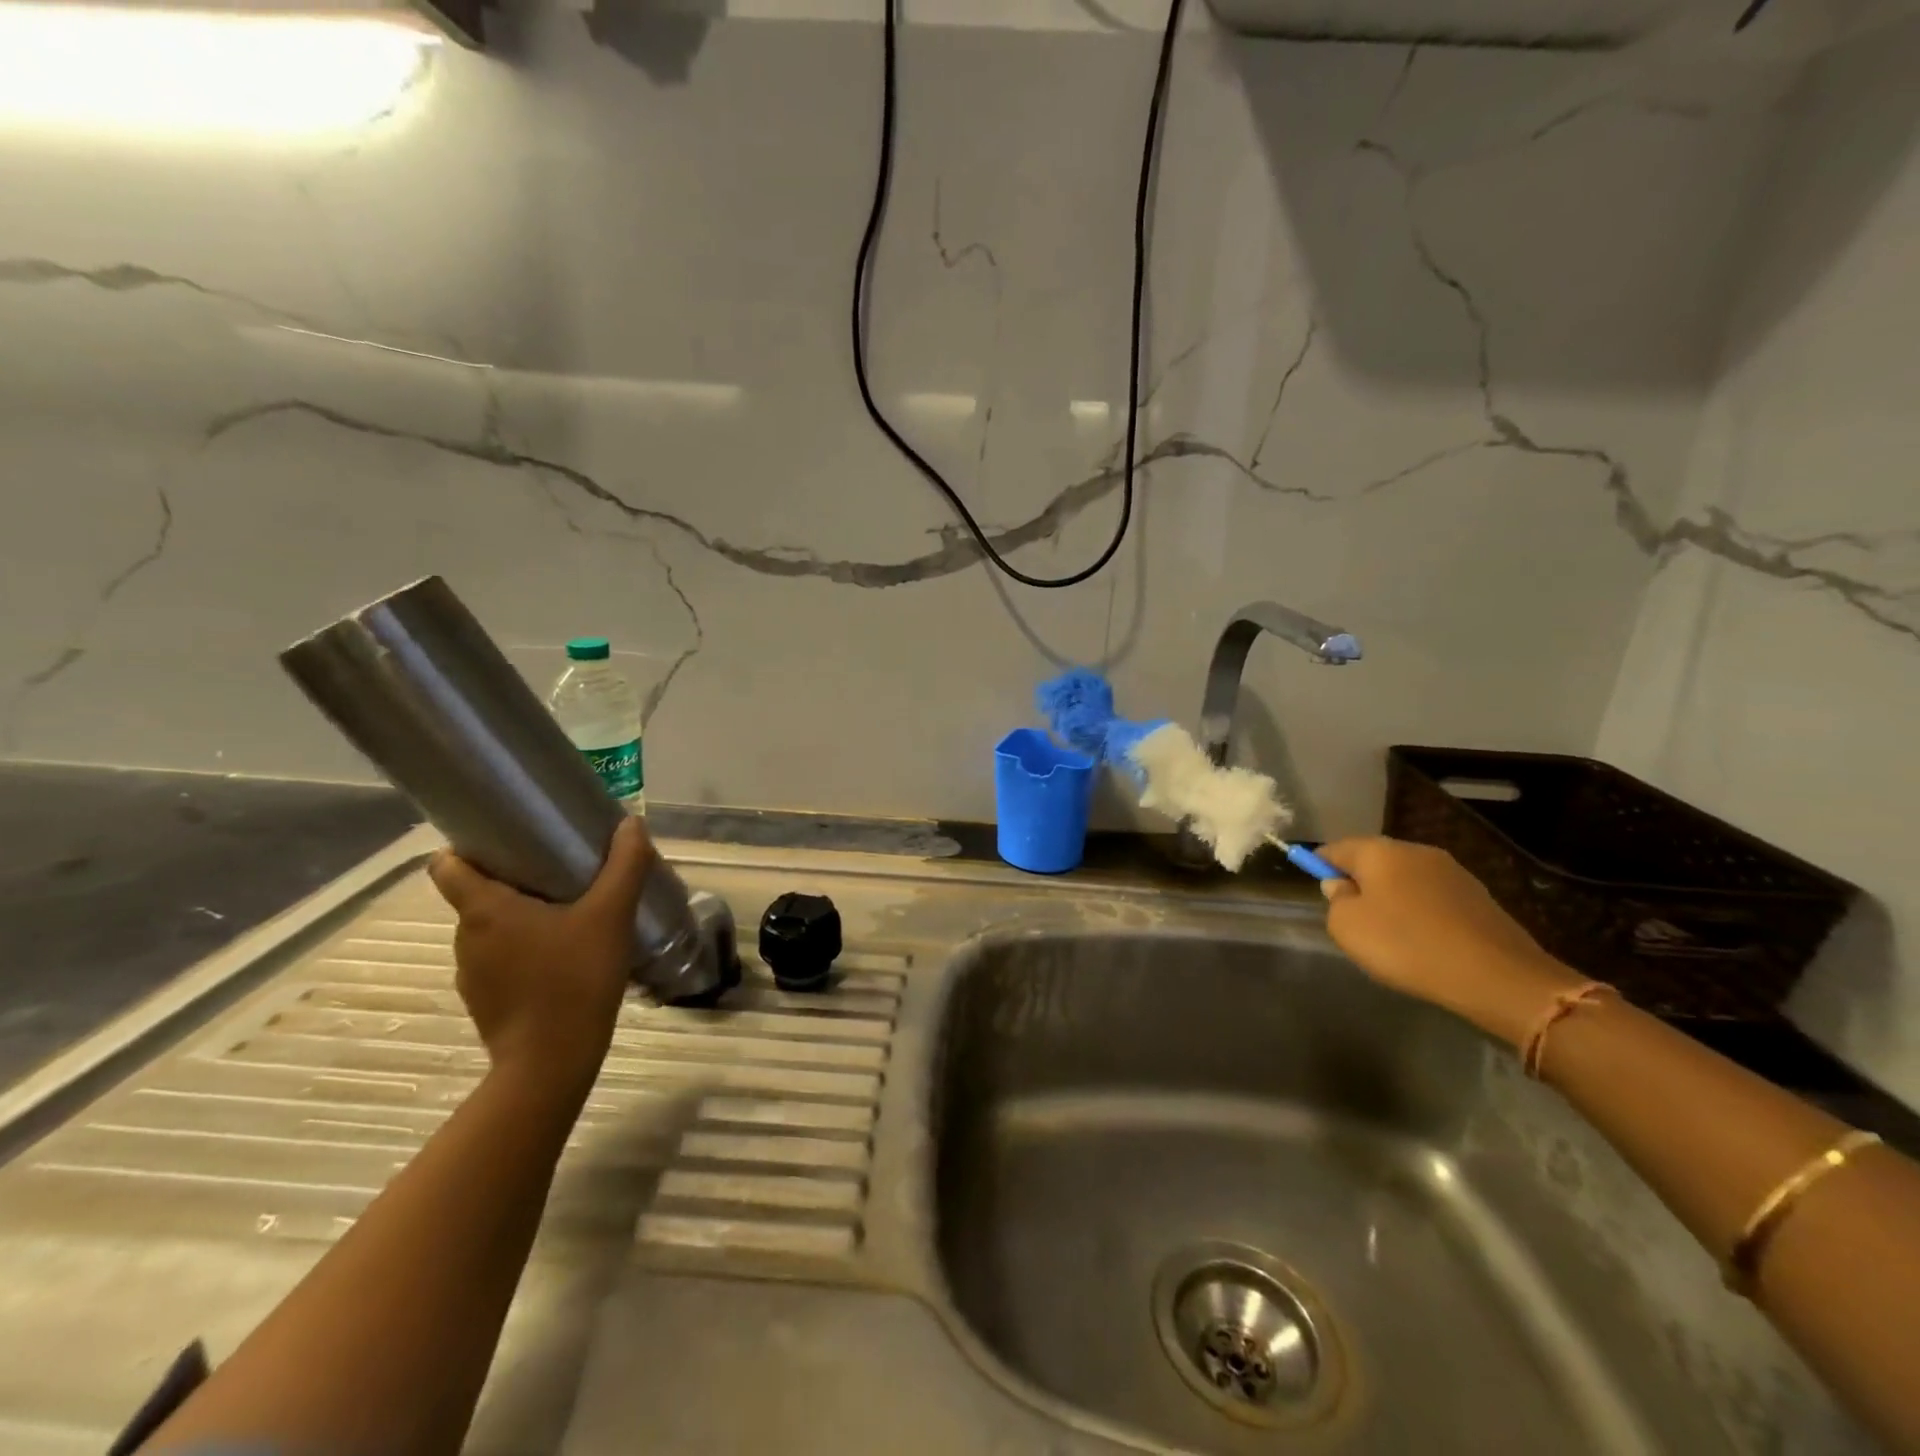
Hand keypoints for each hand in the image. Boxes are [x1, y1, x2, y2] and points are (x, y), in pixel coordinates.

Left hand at [428, 818, 653, 1093]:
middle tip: (557, 873)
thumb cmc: (575, 978)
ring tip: (567, 915)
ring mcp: (471, 973)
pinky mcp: (484, 1000)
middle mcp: (466, 937)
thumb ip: (624, 865)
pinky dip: (523, 951)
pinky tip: (562, 958)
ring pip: (490, 929)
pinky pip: (500, 960)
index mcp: (485, 909)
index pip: (447, 865)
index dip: (467, 847)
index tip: (503, 839)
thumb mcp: (610, 915)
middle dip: (511, 880)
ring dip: (520, 918)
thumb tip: (631, 823)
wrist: (552, 1062)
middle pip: (476, 894)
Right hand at [1316, 836, 1583, 1044]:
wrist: (1496, 976)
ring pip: (1405, 878)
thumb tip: (1341, 885)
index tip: (1317, 889)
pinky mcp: (1477, 895)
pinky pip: (1432, 897)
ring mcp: (1451, 871)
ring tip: (1389, 933)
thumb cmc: (1406, 945)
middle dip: (1359, 881)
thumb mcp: (1347, 927)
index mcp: (1379, 851)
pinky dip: (1420, 911)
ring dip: (1392, 897)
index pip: (1336, 848)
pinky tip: (1422, 939)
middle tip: (1351, 916)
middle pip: (1373, 859)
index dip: (1320, 865)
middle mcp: (1415, 850)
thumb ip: (1335, 900)